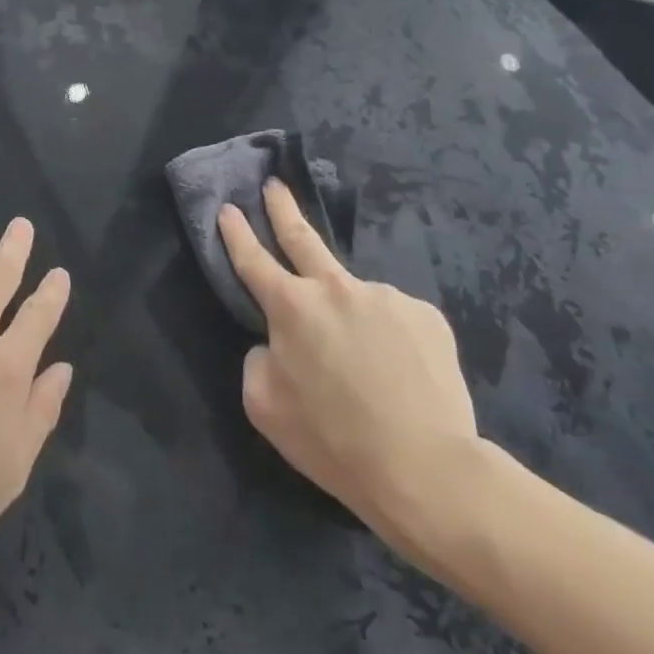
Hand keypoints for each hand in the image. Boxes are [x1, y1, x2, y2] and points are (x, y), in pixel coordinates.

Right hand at [219, 181, 480, 562]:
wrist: (425, 469)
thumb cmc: (333, 441)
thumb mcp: (265, 406)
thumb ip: (258, 360)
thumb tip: (275, 342)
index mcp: (290, 306)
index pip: (252, 259)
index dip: (236, 233)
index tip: (228, 208)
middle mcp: (334, 287)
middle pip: (301, 236)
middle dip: (282, 207)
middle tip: (274, 184)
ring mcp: (384, 296)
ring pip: (355, 297)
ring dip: (351, 315)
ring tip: (368, 366)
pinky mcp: (425, 315)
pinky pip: (395, 320)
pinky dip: (390, 338)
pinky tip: (400, 373)